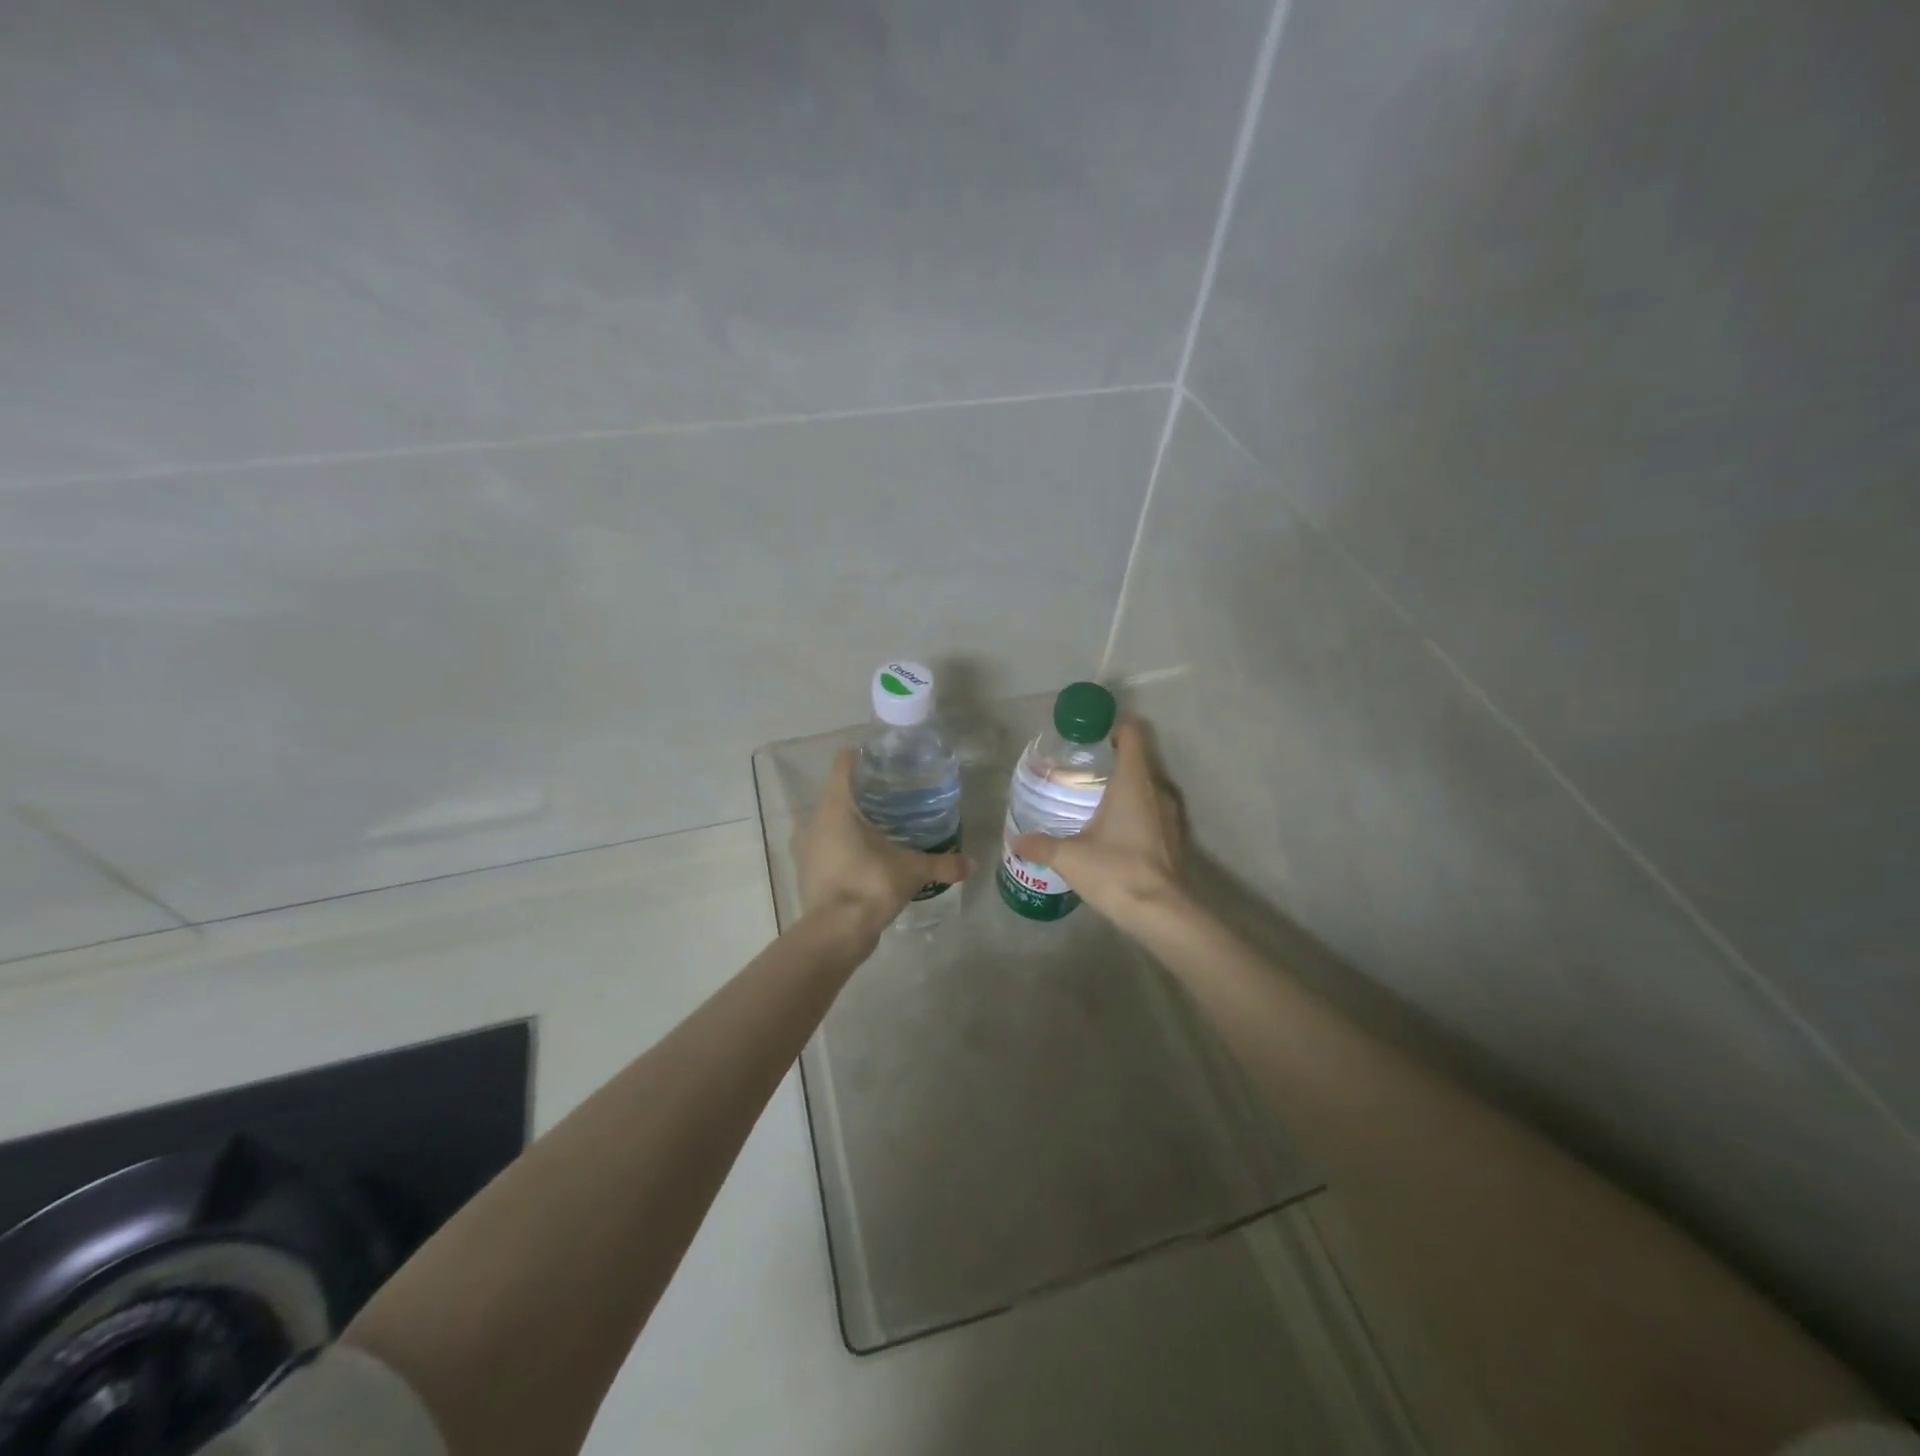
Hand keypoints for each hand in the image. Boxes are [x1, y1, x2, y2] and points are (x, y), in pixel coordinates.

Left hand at [798, 749, 973, 950]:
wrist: (835, 932)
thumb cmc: (870, 885)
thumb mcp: (912, 871)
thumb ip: (943, 864)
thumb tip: (972, 863)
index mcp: (837, 806)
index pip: (844, 764)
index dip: (863, 757)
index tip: (885, 761)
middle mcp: (815, 819)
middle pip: (838, 791)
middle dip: (863, 791)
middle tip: (894, 794)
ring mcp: (806, 846)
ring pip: (829, 820)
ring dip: (850, 820)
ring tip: (881, 824)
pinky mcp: (807, 869)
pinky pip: (825, 845)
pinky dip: (841, 844)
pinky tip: (864, 855)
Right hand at [1011, 719, 1186, 931]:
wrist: (1160, 913)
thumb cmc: (1115, 871)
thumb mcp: (1069, 857)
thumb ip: (1041, 844)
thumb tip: (1017, 841)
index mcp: (1133, 782)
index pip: (1132, 735)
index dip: (1114, 727)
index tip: (1090, 736)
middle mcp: (1157, 790)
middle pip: (1138, 759)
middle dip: (1113, 759)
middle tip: (1084, 769)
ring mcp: (1171, 814)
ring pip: (1147, 786)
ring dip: (1126, 786)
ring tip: (1096, 798)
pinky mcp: (1174, 838)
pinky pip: (1154, 810)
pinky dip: (1136, 810)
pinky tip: (1115, 829)